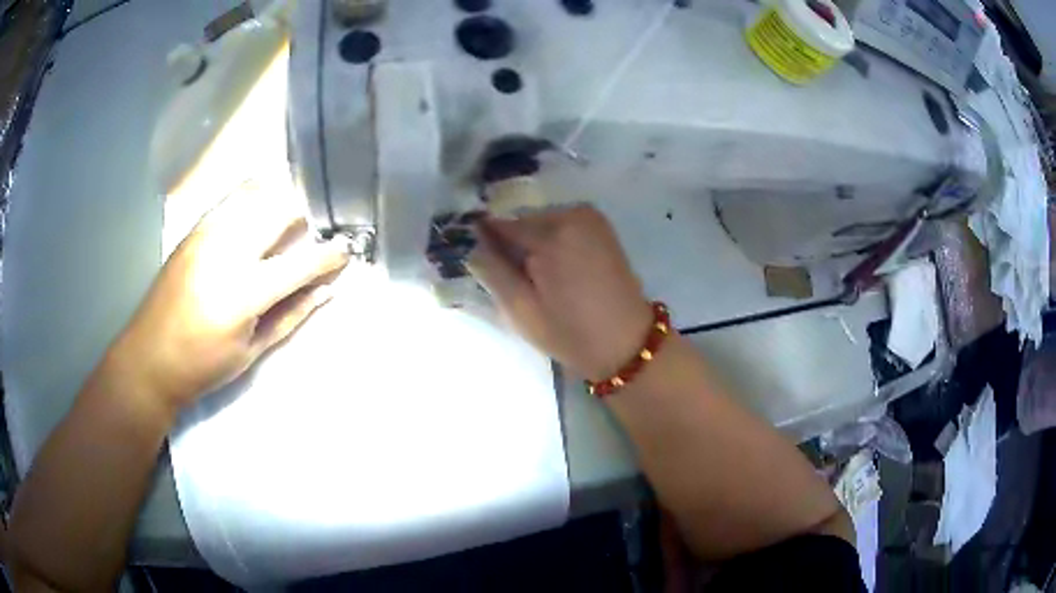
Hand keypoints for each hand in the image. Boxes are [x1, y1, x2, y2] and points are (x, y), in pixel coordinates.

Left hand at [110, 181, 349, 410]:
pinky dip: (253, 197)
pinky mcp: (194, 229)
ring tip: (291, 214)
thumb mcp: (252, 352)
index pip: (301, 262)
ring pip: (256, 193)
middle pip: (280, 210)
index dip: (330, 255)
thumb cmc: (202, 365)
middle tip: (319, 227)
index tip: (347, 250)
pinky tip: (259, 209)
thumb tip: (326, 291)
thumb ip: (291, 316)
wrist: (149, 357)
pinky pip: (232, 199)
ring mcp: (207, 233)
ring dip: (281, 198)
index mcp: (244, 292)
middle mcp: (227, 250)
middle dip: (307, 213)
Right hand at [468, 205, 652, 380]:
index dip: (485, 244)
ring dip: (534, 245)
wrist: (627, 345)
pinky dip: (553, 242)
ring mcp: (591, 217)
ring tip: (541, 281)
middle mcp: (572, 213)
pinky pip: (562, 226)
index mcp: (552, 233)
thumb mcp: (521, 309)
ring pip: (541, 223)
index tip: (482, 266)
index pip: (499, 225)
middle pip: (522, 222)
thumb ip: (492, 271)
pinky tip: (559, 271)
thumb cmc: (571, 333)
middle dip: (513, 246)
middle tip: (518, 283)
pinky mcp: (601, 226)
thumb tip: (469, 242)